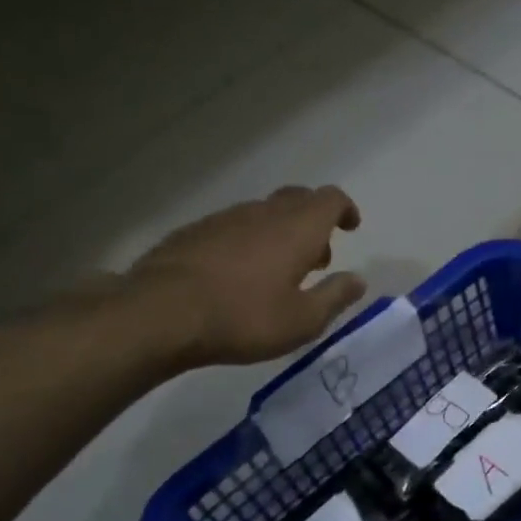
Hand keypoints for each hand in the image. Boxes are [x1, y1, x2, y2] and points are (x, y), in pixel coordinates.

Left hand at [128, 186, 367, 365]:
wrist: (162, 312)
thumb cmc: (244, 318)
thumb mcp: (302, 321)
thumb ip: (335, 297)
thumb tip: (358, 280)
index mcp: (297, 228)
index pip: (330, 199)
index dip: (344, 209)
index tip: (350, 227)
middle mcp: (263, 212)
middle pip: (297, 199)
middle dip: (314, 221)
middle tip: (317, 257)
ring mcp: (225, 218)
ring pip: (263, 213)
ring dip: (279, 232)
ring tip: (277, 271)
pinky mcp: (194, 231)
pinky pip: (233, 227)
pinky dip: (247, 241)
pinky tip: (237, 274)